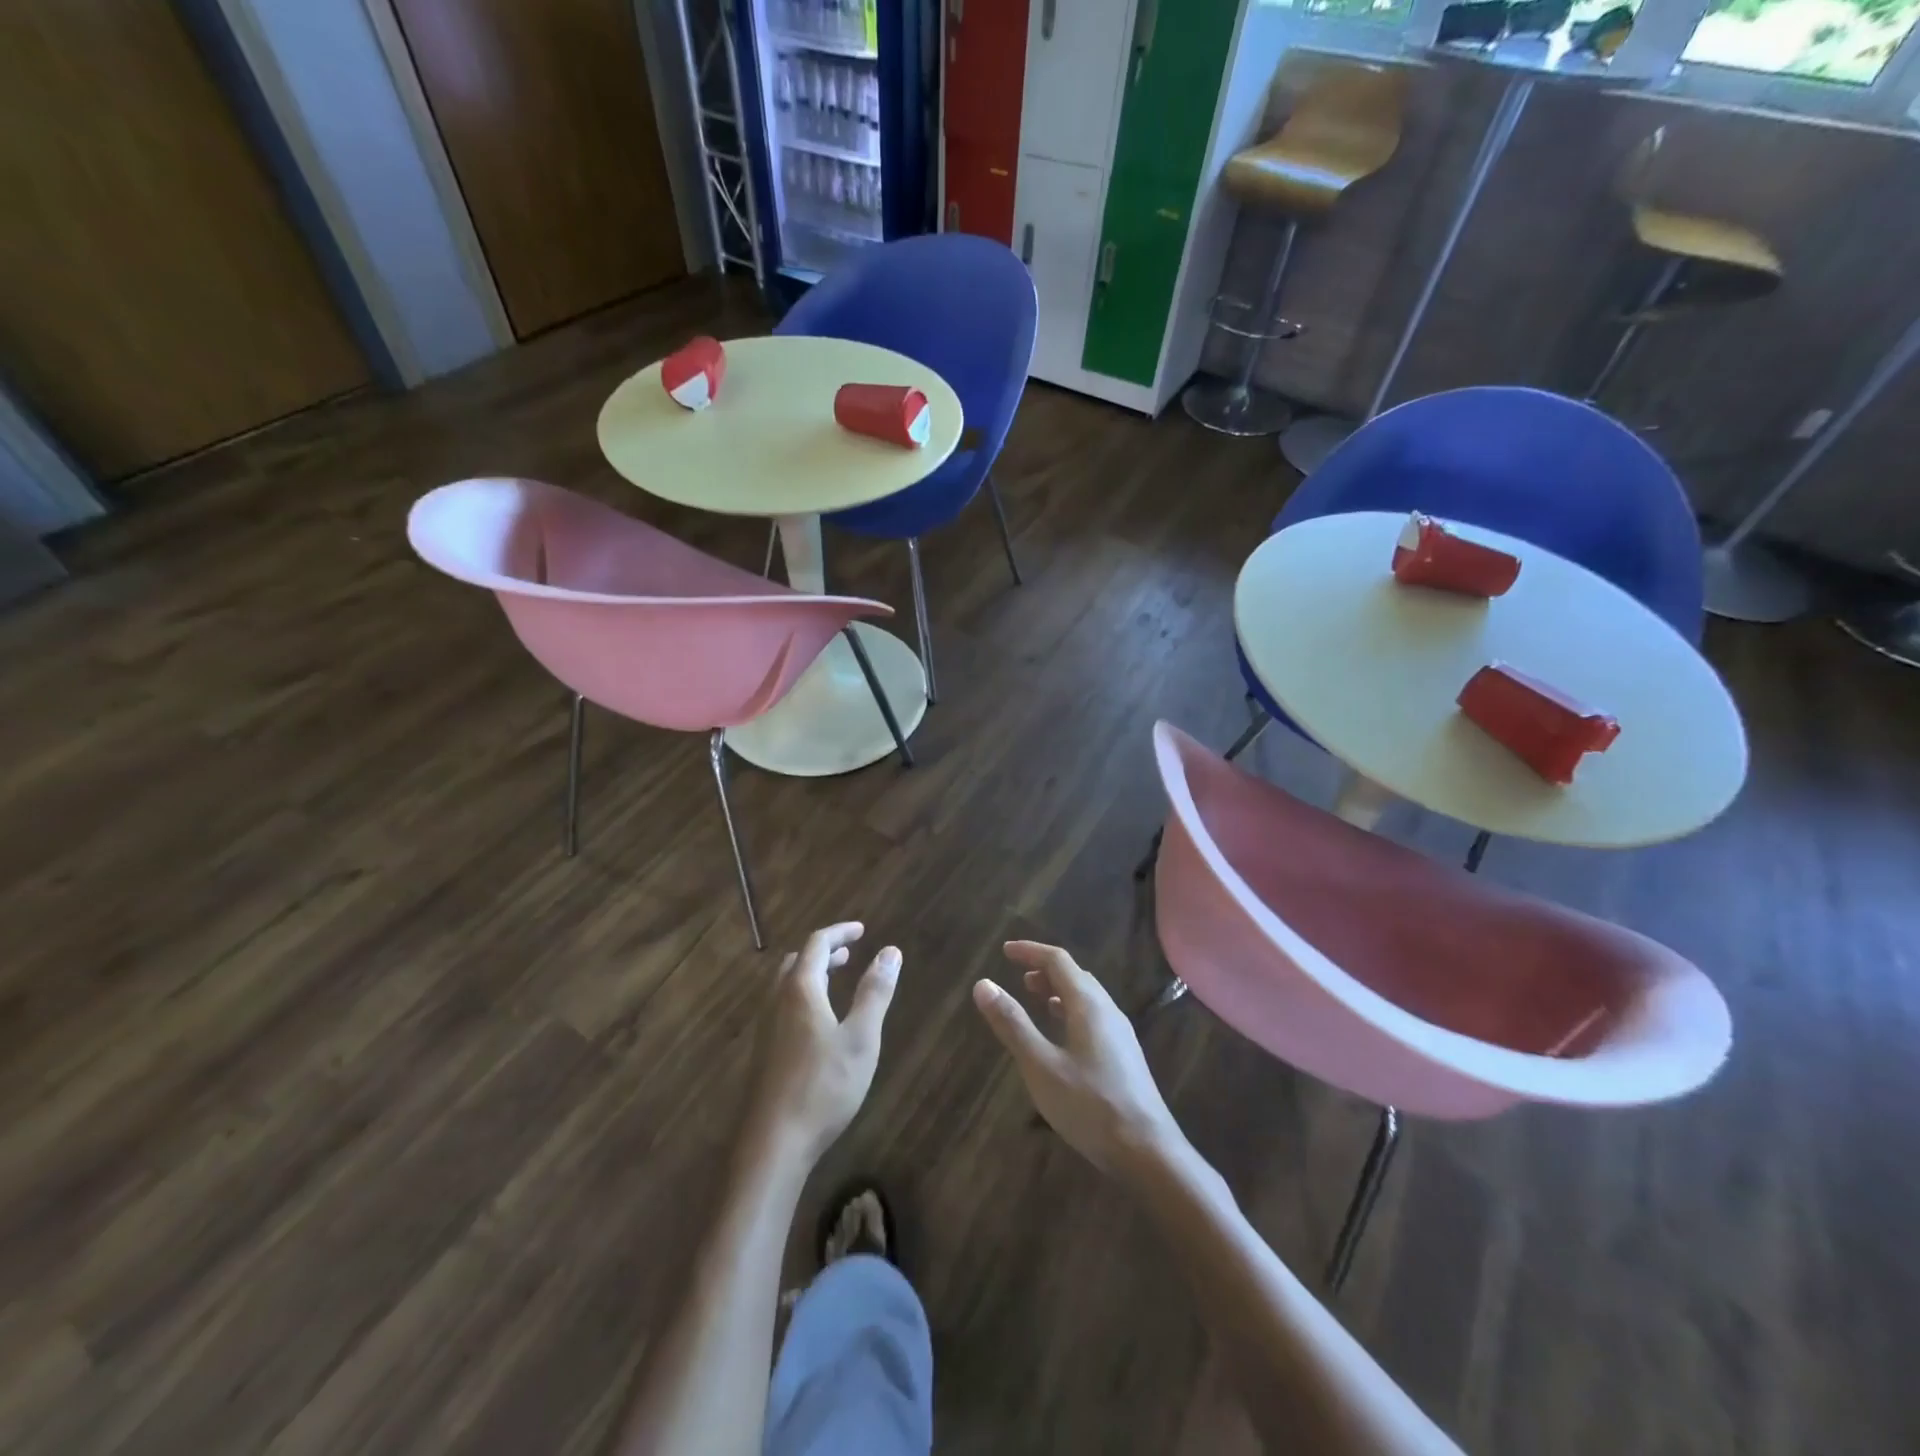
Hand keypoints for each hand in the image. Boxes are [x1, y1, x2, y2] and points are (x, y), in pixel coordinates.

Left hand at [743, 922, 900, 1168]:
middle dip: (824, 952)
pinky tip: (817, 1023)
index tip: (862, 930)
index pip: (817, 944)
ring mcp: (766, 1028)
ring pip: (785, 985)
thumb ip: (875, 993)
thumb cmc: (823, 1086)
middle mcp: (777, 1001)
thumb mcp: (861, 1038)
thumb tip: (890, 951)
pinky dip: (802, 996)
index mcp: (800, 990)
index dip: (840, 932)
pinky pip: (781, 1007)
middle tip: (850, 954)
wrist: (772, 1144)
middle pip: (796, 962)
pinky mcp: (763, 1053)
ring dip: (811, 974)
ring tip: (835, 981)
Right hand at [972, 941, 1185, 1175]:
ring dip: (1060, 991)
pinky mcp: (1125, 1056)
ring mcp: (1120, 1034)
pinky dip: (1072, 1011)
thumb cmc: (1090, 1106)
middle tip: (1019, 977)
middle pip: (1076, 975)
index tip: (1005, 951)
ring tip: (1037, 999)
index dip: (1030, 952)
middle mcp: (1108, 1011)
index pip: (1058, 961)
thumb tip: (983, 984)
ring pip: (1087, 998)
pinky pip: (1094, 1017)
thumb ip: (1012, 1024)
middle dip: (1046, 970)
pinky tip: (1063, 1037)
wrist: (1149, 1153)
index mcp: (1088, 1004)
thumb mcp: (1041, 1066)